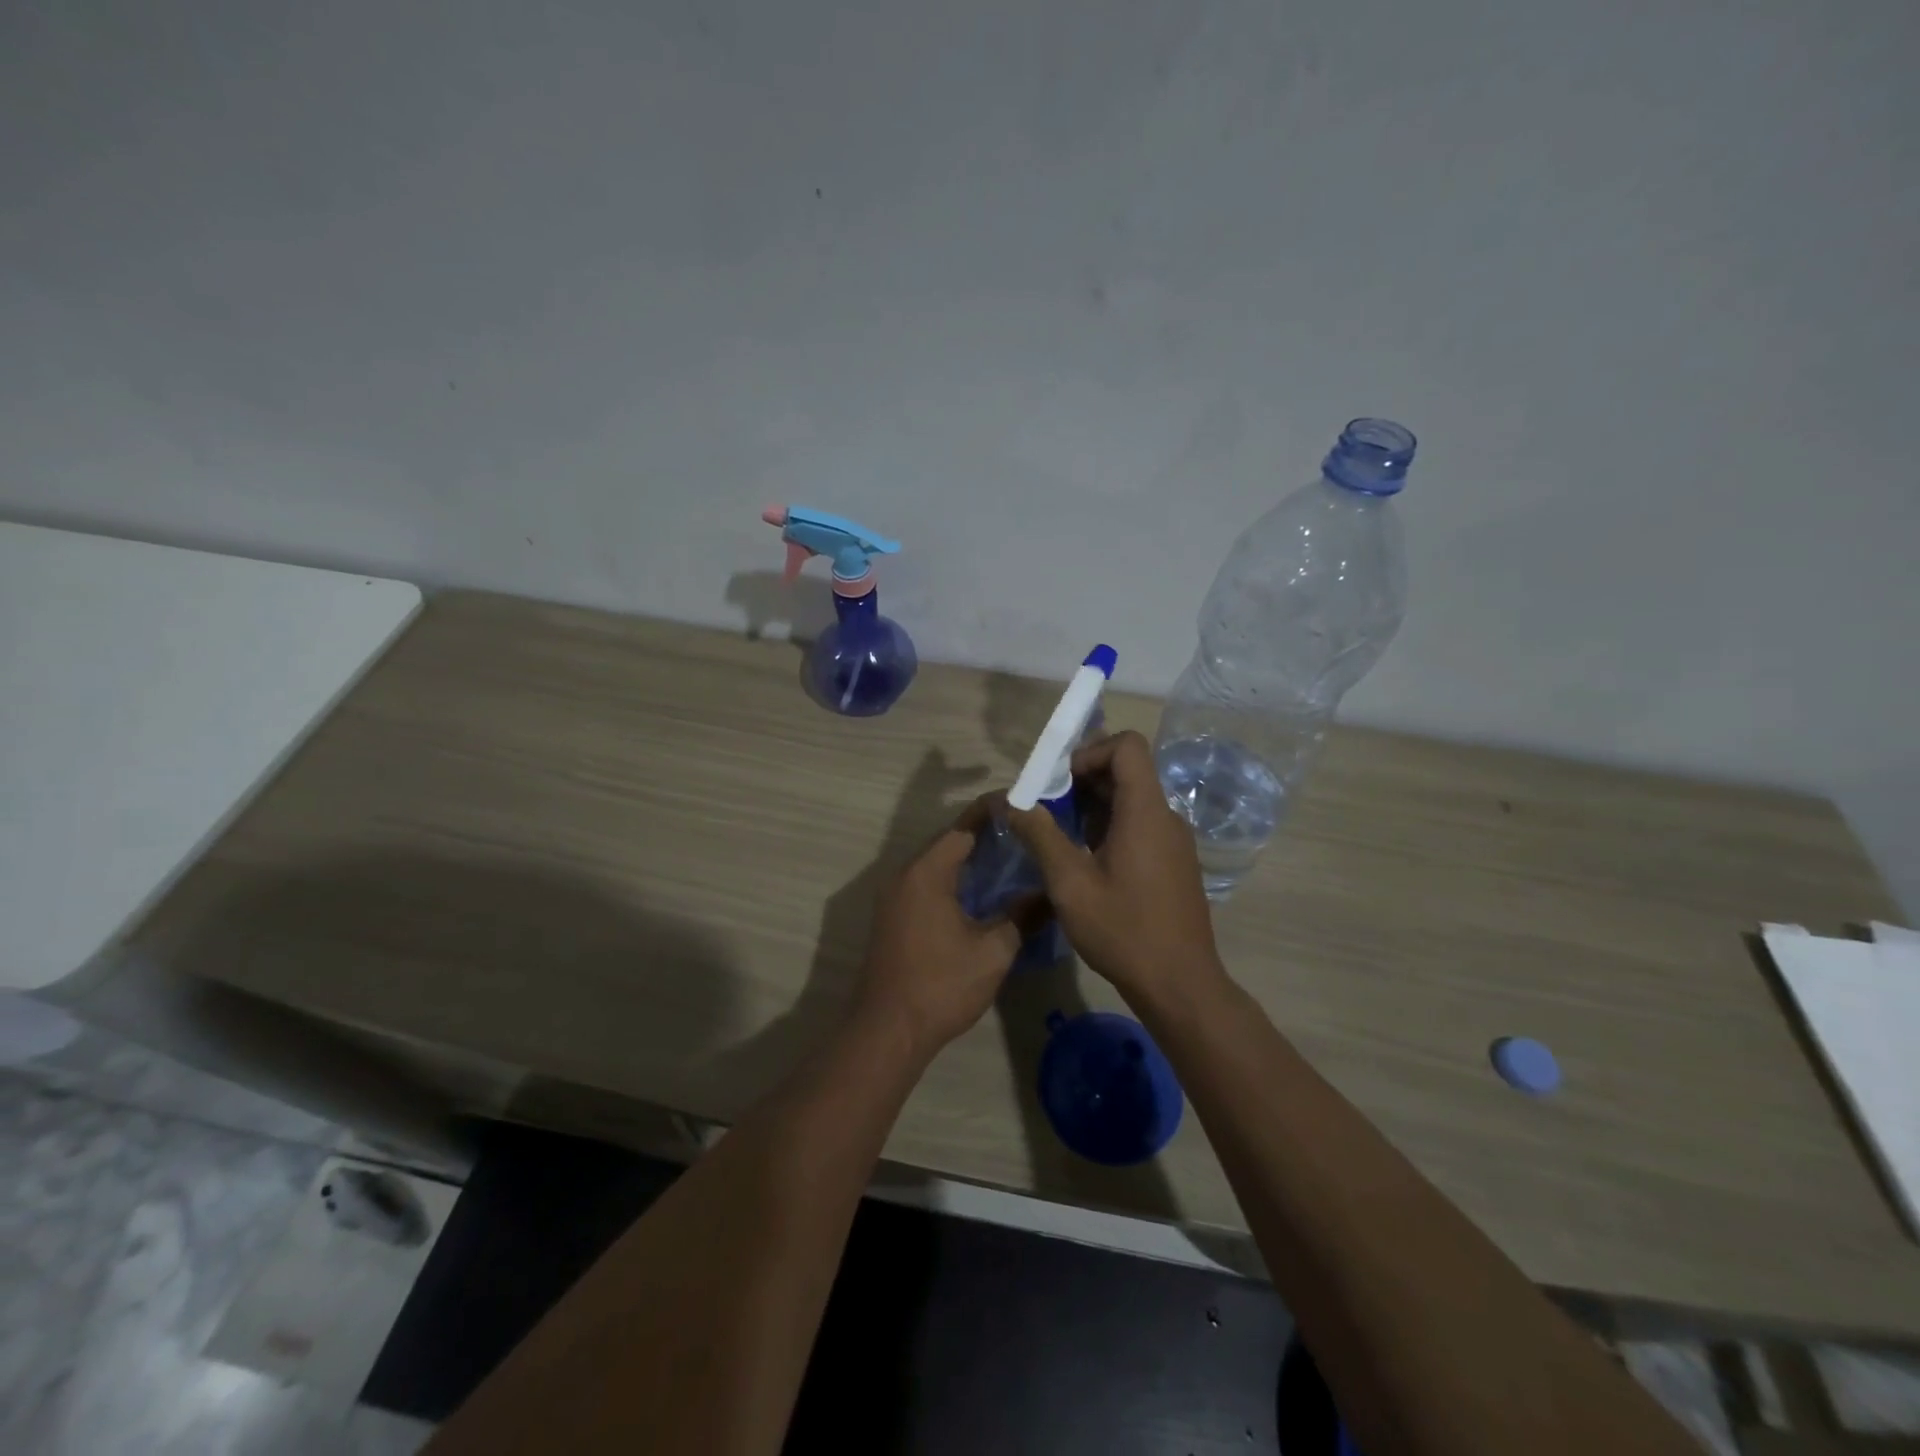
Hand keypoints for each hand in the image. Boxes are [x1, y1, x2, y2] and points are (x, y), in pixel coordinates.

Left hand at [854, 798, 1032, 1060]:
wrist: (887, 1030)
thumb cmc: (941, 985)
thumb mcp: (993, 951)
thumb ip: (1022, 916)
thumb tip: (1049, 894)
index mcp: (927, 873)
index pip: (963, 827)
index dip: (993, 812)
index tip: (1023, 803)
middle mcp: (905, 875)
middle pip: (948, 842)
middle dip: (984, 834)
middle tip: (1024, 833)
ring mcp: (894, 897)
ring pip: (937, 864)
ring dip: (968, 859)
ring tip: (1010, 858)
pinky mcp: (893, 917)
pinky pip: (927, 884)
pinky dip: (954, 879)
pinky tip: (981, 893)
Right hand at [1008, 731, 1223, 1002]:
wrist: (1179, 984)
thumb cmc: (1123, 930)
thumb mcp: (1070, 884)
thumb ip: (1040, 836)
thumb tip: (1013, 803)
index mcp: (1145, 811)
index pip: (1127, 746)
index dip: (1090, 752)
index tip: (1061, 783)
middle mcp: (1166, 817)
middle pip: (1128, 771)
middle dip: (1084, 781)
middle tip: (1049, 811)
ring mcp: (1175, 841)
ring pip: (1133, 801)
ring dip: (1095, 808)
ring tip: (1062, 840)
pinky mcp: (1175, 863)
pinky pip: (1142, 826)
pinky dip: (1112, 828)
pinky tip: (1089, 864)